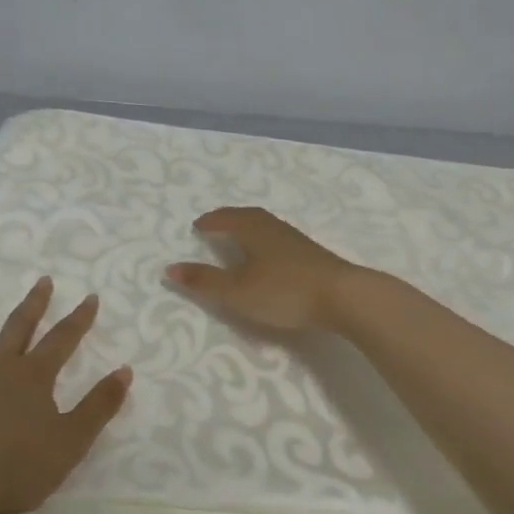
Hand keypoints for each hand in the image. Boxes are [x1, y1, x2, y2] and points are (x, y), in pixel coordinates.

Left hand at [0, 278, 132, 513]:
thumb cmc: (15, 468)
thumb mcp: (71, 442)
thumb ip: (99, 406)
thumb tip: (125, 370)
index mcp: (34, 377)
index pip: (63, 340)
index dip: (79, 319)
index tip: (90, 297)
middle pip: (19, 327)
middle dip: (34, 303)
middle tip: (42, 280)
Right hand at [166, 207, 362, 332]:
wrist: (343, 296)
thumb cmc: (284, 291)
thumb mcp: (237, 291)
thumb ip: (204, 281)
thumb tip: (169, 268)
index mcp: (253, 229)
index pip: (226, 218)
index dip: (210, 222)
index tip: (197, 226)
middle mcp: (274, 228)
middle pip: (248, 216)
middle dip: (229, 219)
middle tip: (215, 225)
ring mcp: (296, 240)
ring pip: (266, 227)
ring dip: (249, 229)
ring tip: (239, 238)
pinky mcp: (312, 255)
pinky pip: (279, 239)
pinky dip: (265, 241)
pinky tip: (269, 257)